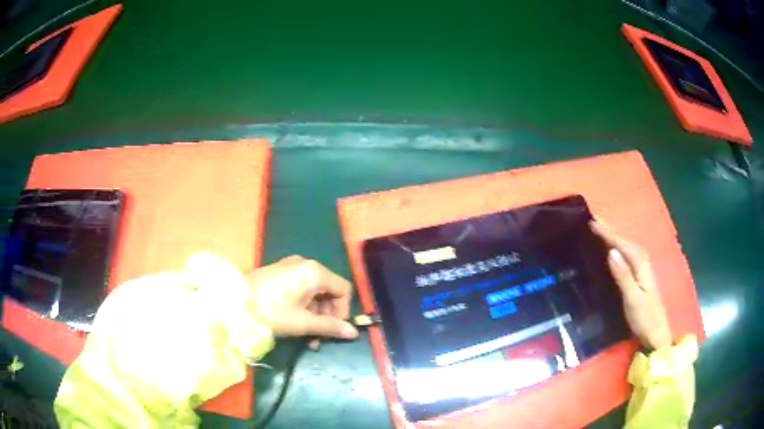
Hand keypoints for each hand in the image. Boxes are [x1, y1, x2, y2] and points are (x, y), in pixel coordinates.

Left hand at [246, 256, 358, 349]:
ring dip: (315, 315)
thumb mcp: (303, 322)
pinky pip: (301, 289)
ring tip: (307, 338)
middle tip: (319, 338)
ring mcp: (292, 267)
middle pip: (329, 291)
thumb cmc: (271, 311)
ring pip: (314, 292)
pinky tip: (296, 325)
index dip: (343, 311)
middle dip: (327, 316)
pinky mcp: (280, 273)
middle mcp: (306, 265)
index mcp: (315, 272)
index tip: (333, 330)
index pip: (343, 290)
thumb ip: (330, 326)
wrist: (234, 302)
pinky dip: (303, 307)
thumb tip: (354, 332)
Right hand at [590, 221, 671, 349]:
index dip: (608, 234)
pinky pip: (628, 256)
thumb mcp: (632, 298)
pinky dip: (620, 248)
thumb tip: (611, 251)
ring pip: (628, 248)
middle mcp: (643, 262)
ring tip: (602, 232)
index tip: (592, 223)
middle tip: (594, 222)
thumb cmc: (644, 317)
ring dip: (615, 238)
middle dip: (611, 231)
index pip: (622, 245)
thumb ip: (623, 275)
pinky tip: (615, 251)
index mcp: (640, 265)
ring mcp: (643, 270)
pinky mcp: (641, 277)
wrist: (656, 333)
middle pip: (626, 242)